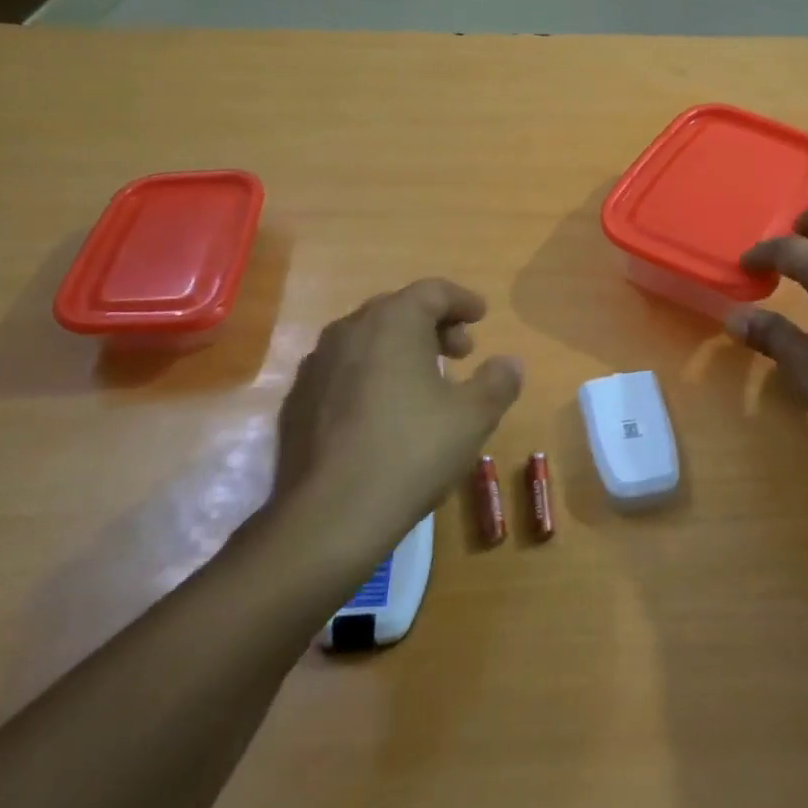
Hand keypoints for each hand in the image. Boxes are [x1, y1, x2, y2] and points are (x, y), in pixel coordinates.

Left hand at [268, 279, 523, 563]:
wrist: (330, 516)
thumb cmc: (412, 451)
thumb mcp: (474, 416)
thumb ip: (498, 381)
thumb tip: (509, 363)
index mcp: (393, 322)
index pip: (433, 291)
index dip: (462, 300)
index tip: (481, 317)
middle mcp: (350, 330)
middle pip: (398, 309)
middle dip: (433, 325)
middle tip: (460, 352)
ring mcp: (317, 365)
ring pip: (368, 339)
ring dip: (401, 349)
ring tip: (425, 382)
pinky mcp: (298, 401)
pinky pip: (344, 370)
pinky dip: (372, 374)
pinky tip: (385, 411)